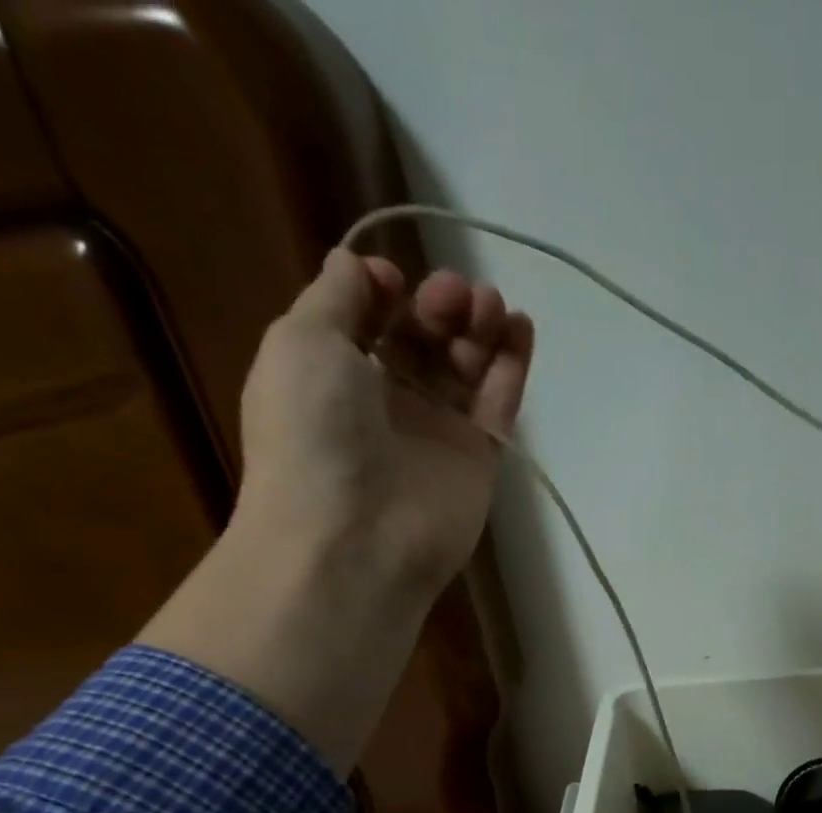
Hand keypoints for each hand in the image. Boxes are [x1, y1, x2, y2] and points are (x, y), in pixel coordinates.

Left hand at [236, 248, 534, 596]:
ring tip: (489, 306)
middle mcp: (386, 398)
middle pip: (423, 336)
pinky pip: (499, 402)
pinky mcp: (480, 456)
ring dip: (478, 325)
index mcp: (334, 371)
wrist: (358, 536)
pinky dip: (512, 364)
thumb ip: (336, 296)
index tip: (396, 283)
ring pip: (465, 365)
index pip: (370, 318)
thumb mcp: (301, 342)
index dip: (387, 290)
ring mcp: (437, 429)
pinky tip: (521, 327)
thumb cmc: (314, 431)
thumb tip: (365, 267)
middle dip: (440, 304)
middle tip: (454, 298)